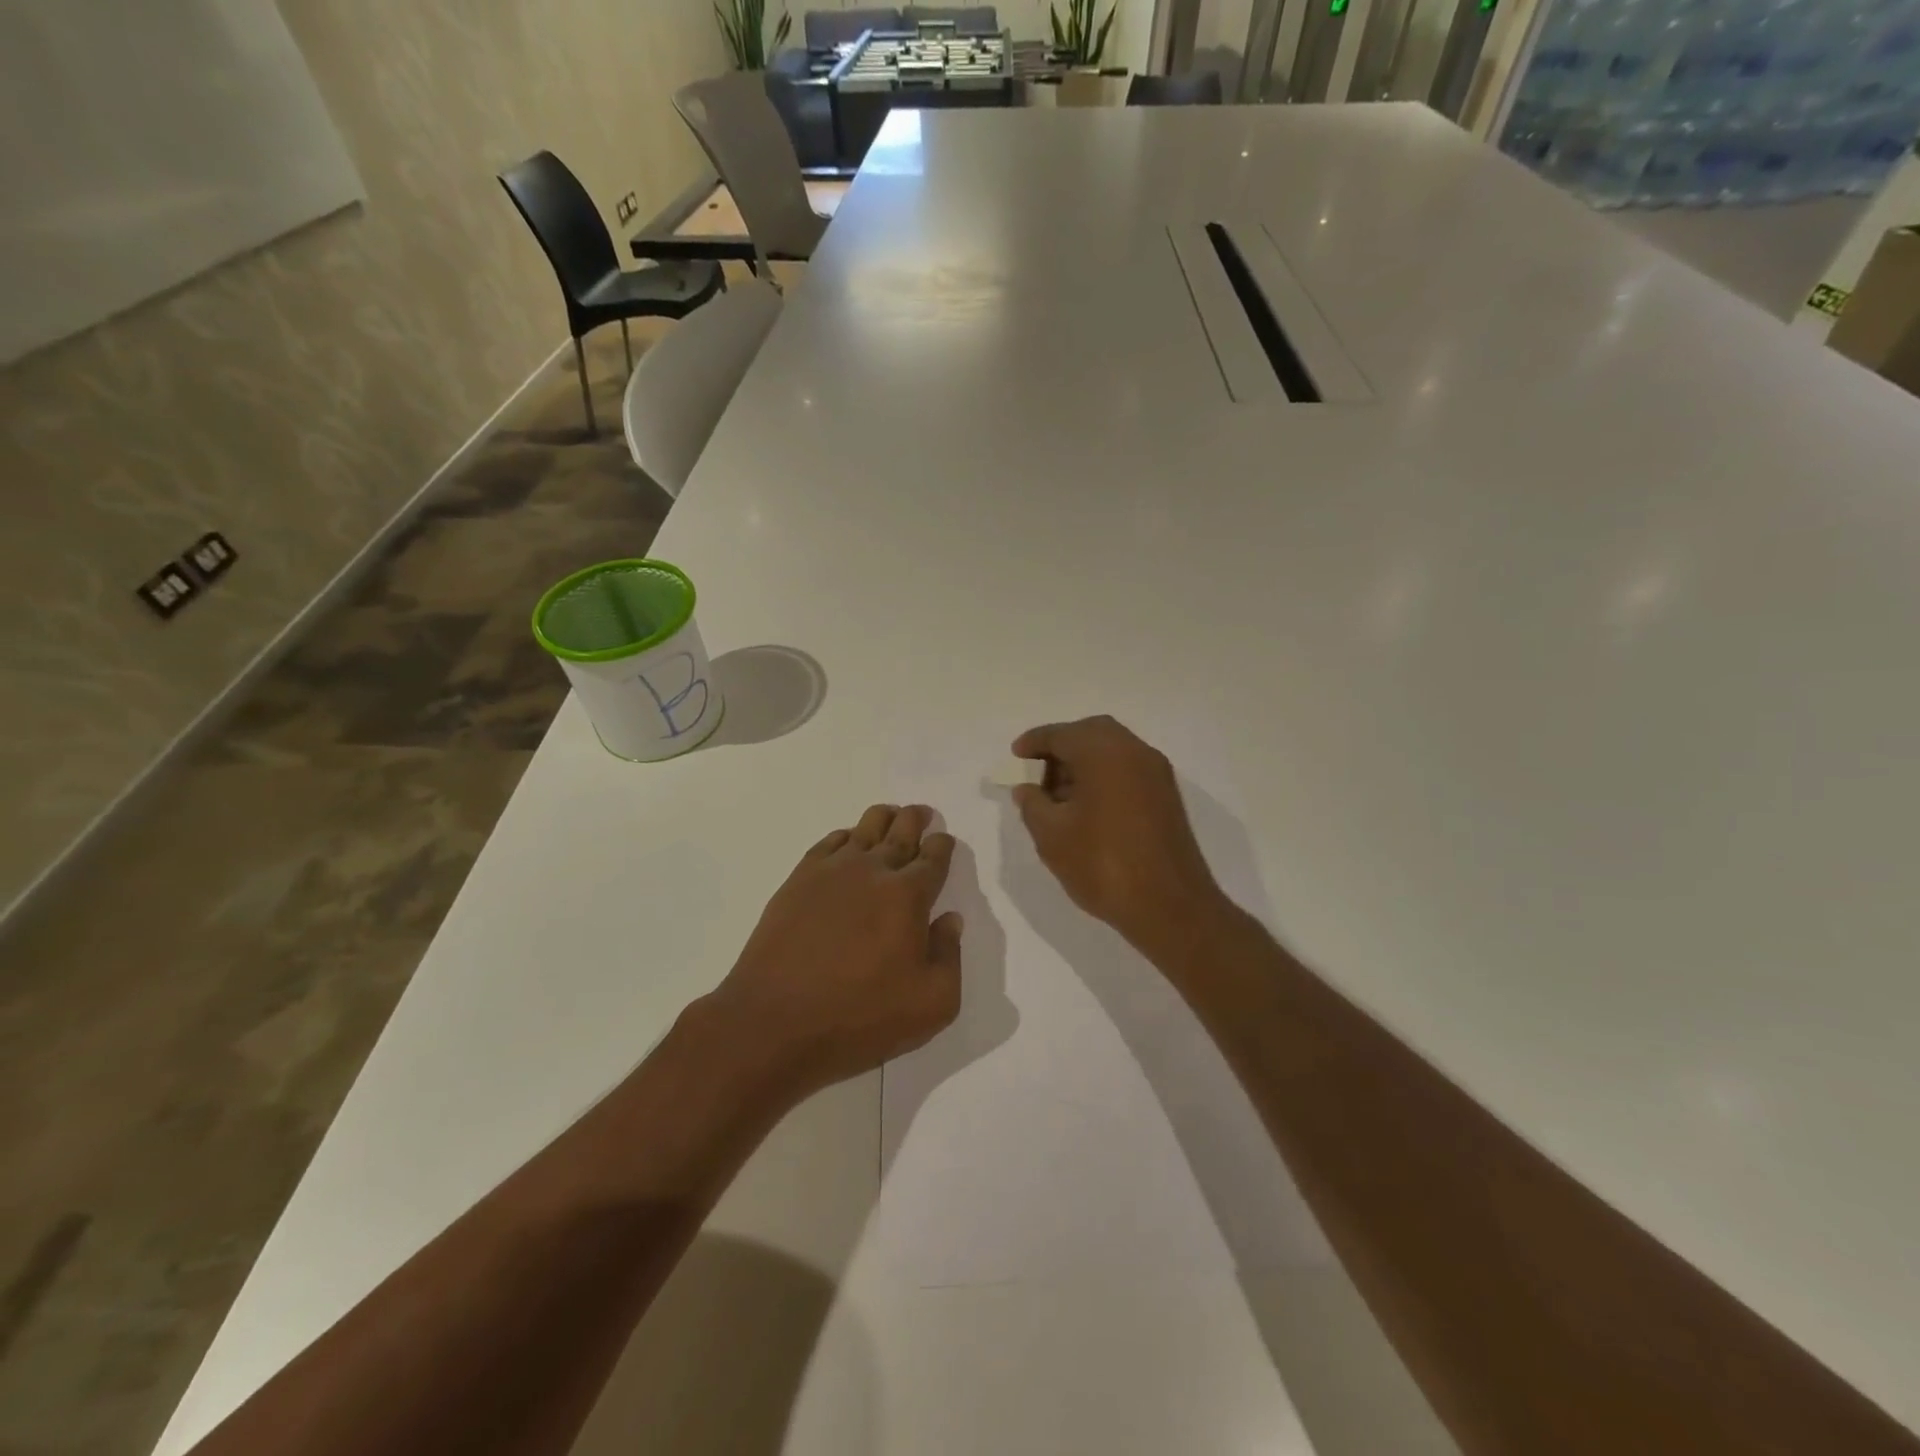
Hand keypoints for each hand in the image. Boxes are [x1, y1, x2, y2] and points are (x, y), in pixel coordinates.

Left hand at [709, 804, 963, 1097]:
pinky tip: (847, 842)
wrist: (775, 1022)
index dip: (942, 846)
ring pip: (865, 827)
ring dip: (884, 817)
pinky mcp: (798, 880)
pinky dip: (845, 835)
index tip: (944, 842)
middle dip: (916, 819)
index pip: (934, 857)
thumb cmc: (860, 1017)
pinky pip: (829, 842)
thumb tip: (949, 919)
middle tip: (922, 813)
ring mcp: (832, 871)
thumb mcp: (931, 1004)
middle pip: (901, 830)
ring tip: (891, 815)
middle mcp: (873, 870)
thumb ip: (950, 956)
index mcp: (909, 895)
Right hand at [1011, 716, 1225, 952]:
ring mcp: (1156, 773)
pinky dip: (1103, 776)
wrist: (1170, 907)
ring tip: (1057, 796)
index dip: (1034, 742)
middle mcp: (1134, 752)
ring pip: (1112, 751)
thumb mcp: (1052, 836)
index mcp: (1104, 753)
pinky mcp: (1166, 796)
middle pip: (1091, 733)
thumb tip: (1027, 789)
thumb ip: (1032, 804)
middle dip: (1061, 747)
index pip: (1061, 734)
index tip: (1015, 756)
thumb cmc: (1103, 865)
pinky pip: (1127, 770)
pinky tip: (1085, 807)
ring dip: (1083, 762)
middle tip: (1037, 772)